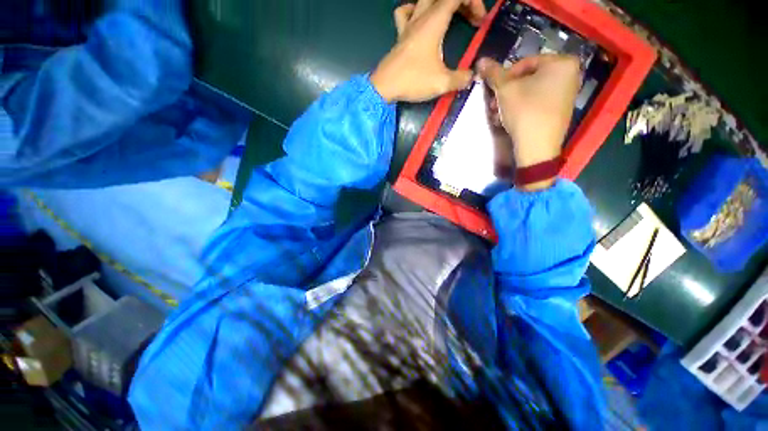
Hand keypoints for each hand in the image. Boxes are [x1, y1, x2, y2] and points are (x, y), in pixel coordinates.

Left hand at [371, 0, 486, 102]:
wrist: (384, 87)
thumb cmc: (412, 81)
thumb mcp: (441, 83)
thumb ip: (460, 79)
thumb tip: (471, 76)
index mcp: (434, 21)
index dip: (474, 2)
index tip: (479, 23)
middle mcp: (421, 17)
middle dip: (462, 2)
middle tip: (471, 19)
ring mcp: (408, 25)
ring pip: (425, 0)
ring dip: (441, 4)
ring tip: (450, 16)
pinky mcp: (400, 36)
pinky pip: (406, 12)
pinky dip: (415, 10)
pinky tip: (420, 20)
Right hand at [478, 55, 580, 188]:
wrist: (537, 146)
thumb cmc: (524, 111)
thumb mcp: (505, 90)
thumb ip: (494, 73)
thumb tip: (481, 61)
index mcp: (562, 63)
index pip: (526, 62)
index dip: (506, 76)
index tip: (495, 90)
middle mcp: (570, 74)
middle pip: (529, 77)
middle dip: (507, 91)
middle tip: (494, 103)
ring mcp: (568, 93)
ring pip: (532, 90)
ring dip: (511, 100)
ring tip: (498, 113)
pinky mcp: (561, 109)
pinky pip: (539, 101)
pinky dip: (523, 106)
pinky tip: (510, 118)